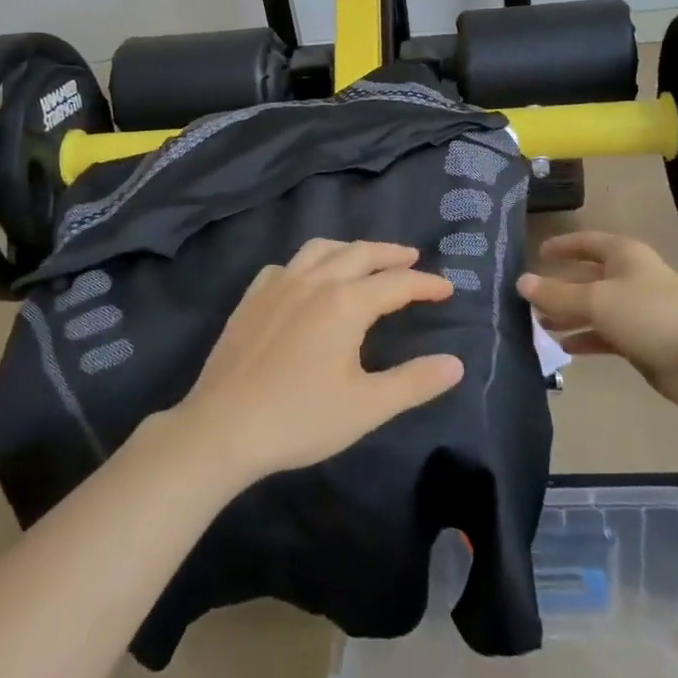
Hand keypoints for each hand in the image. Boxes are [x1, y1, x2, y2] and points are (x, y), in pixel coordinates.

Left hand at [174, 240, 463, 486]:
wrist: (222, 429)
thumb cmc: (299, 418)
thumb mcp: (367, 407)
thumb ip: (414, 382)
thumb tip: (456, 364)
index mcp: (345, 303)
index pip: (396, 283)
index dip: (425, 284)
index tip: (447, 288)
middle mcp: (314, 281)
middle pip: (360, 253)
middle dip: (390, 253)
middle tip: (412, 257)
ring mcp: (278, 285)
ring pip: (320, 249)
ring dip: (350, 249)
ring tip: (364, 258)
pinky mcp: (251, 298)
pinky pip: (286, 266)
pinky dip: (307, 263)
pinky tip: (306, 279)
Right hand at [517, 231, 677, 411]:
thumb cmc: (649, 314)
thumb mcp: (596, 300)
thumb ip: (557, 295)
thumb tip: (521, 283)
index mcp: (622, 255)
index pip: (586, 242)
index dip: (562, 246)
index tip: (536, 255)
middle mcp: (629, 277)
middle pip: (586, 277)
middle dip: (558, 288)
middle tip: (527, 301)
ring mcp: (636, 310)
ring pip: (593, 309)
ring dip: (568, 316)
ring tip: (538, 325)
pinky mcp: (640, 340)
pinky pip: (604, 335)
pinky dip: (585, 339)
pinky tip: (564, 348)